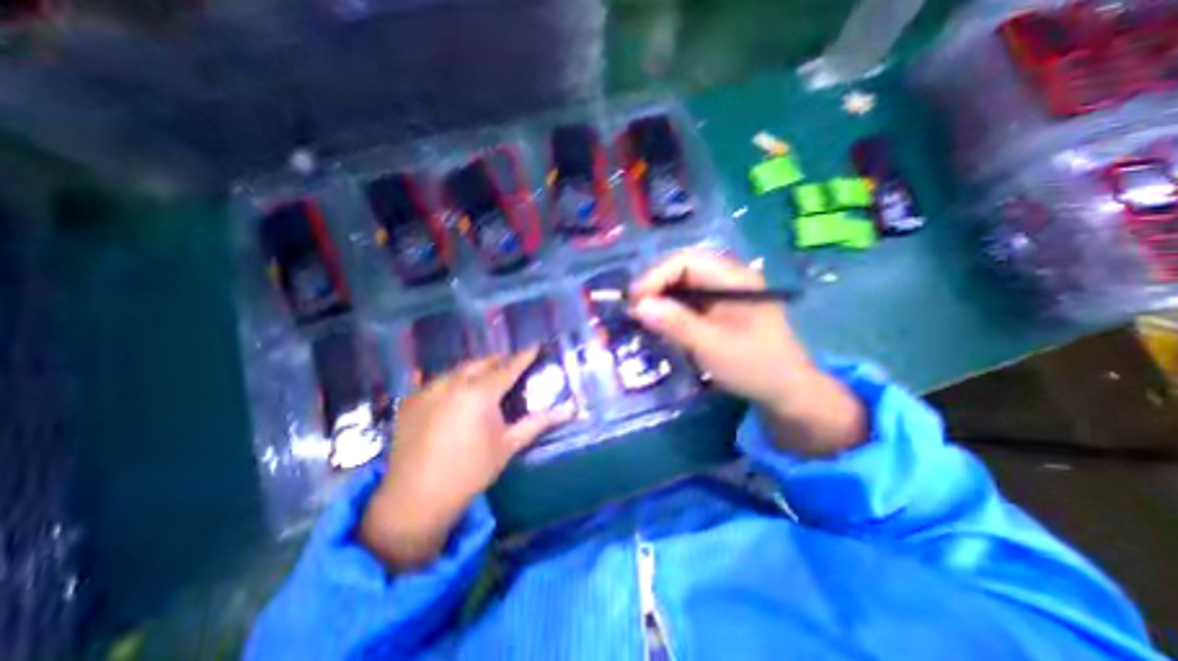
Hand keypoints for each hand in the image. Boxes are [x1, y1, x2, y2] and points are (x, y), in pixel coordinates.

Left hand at [362, 347, 579, 569]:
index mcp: (479, 393)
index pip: (508, 367)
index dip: (524, 356)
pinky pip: (439, 380)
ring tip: (488, 378)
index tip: (535, 345)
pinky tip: (459, 394)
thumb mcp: (509, 445)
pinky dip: (455, 380)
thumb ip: (539, 422)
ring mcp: (427, 389)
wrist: (416, 499)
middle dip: (500, 360)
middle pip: (482, 362)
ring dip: (476, 369)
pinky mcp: (411, 399)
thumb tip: (570, 409)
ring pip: (459, 369)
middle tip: (513, 365)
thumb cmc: (471, 471)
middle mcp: (452, 383)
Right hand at [635, 251, 862, 457]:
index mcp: (735, 278)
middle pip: (682, 269)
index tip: (635, 301)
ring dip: (660, 297)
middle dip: (655, 286)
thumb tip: (638, 306)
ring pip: (682, 285)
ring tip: (642, 316)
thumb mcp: (713, 346)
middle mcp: (728, 278)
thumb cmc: (754, 367)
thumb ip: (676, 324)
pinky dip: (669, 309)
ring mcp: (723, 293)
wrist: (784, 392)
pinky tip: (660, 322)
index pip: (687, 261)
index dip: (656, 276)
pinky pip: (687, 300)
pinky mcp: (718, 309)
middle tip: (635, 309)